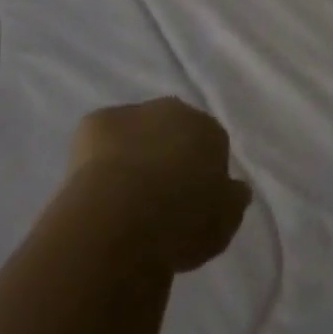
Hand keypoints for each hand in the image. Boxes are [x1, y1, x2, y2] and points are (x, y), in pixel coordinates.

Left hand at [67, 98, 252, 272]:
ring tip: (124, 199)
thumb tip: (237, 187)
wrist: (122, 216)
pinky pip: (101, 139)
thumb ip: (232, 200)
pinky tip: (97, 189)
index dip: (202, 174)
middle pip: (173, 130)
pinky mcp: (95, 122)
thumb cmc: (181, 221)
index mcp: (208, 130)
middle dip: (168, 155)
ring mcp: (132, 112)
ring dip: (134, 154)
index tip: (193, 203)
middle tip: (158, 199)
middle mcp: (173, 110)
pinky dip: (100, 158)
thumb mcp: (224, 223)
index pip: (212, 144)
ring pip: (136, 132)